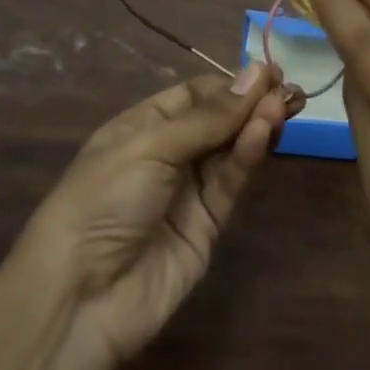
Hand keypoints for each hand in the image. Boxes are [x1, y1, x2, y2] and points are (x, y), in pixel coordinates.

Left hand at [16, 63, 298, 362]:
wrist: (81, 297)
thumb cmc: (104, 199)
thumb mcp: (150, 145)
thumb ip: (208, 117)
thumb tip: (256, 74)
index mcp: (141, 126)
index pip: (193, 95)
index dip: (229, 84)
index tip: (267, 73)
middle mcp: (167, 154)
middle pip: (218, 121)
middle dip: (251, 103)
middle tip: (288, 88)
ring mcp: (188, 191)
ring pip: (230, 149)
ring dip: (255, 125)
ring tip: (284, 105)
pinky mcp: (208, 225)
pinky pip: (231, 182)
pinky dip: (248, 156)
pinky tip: (265, 132)